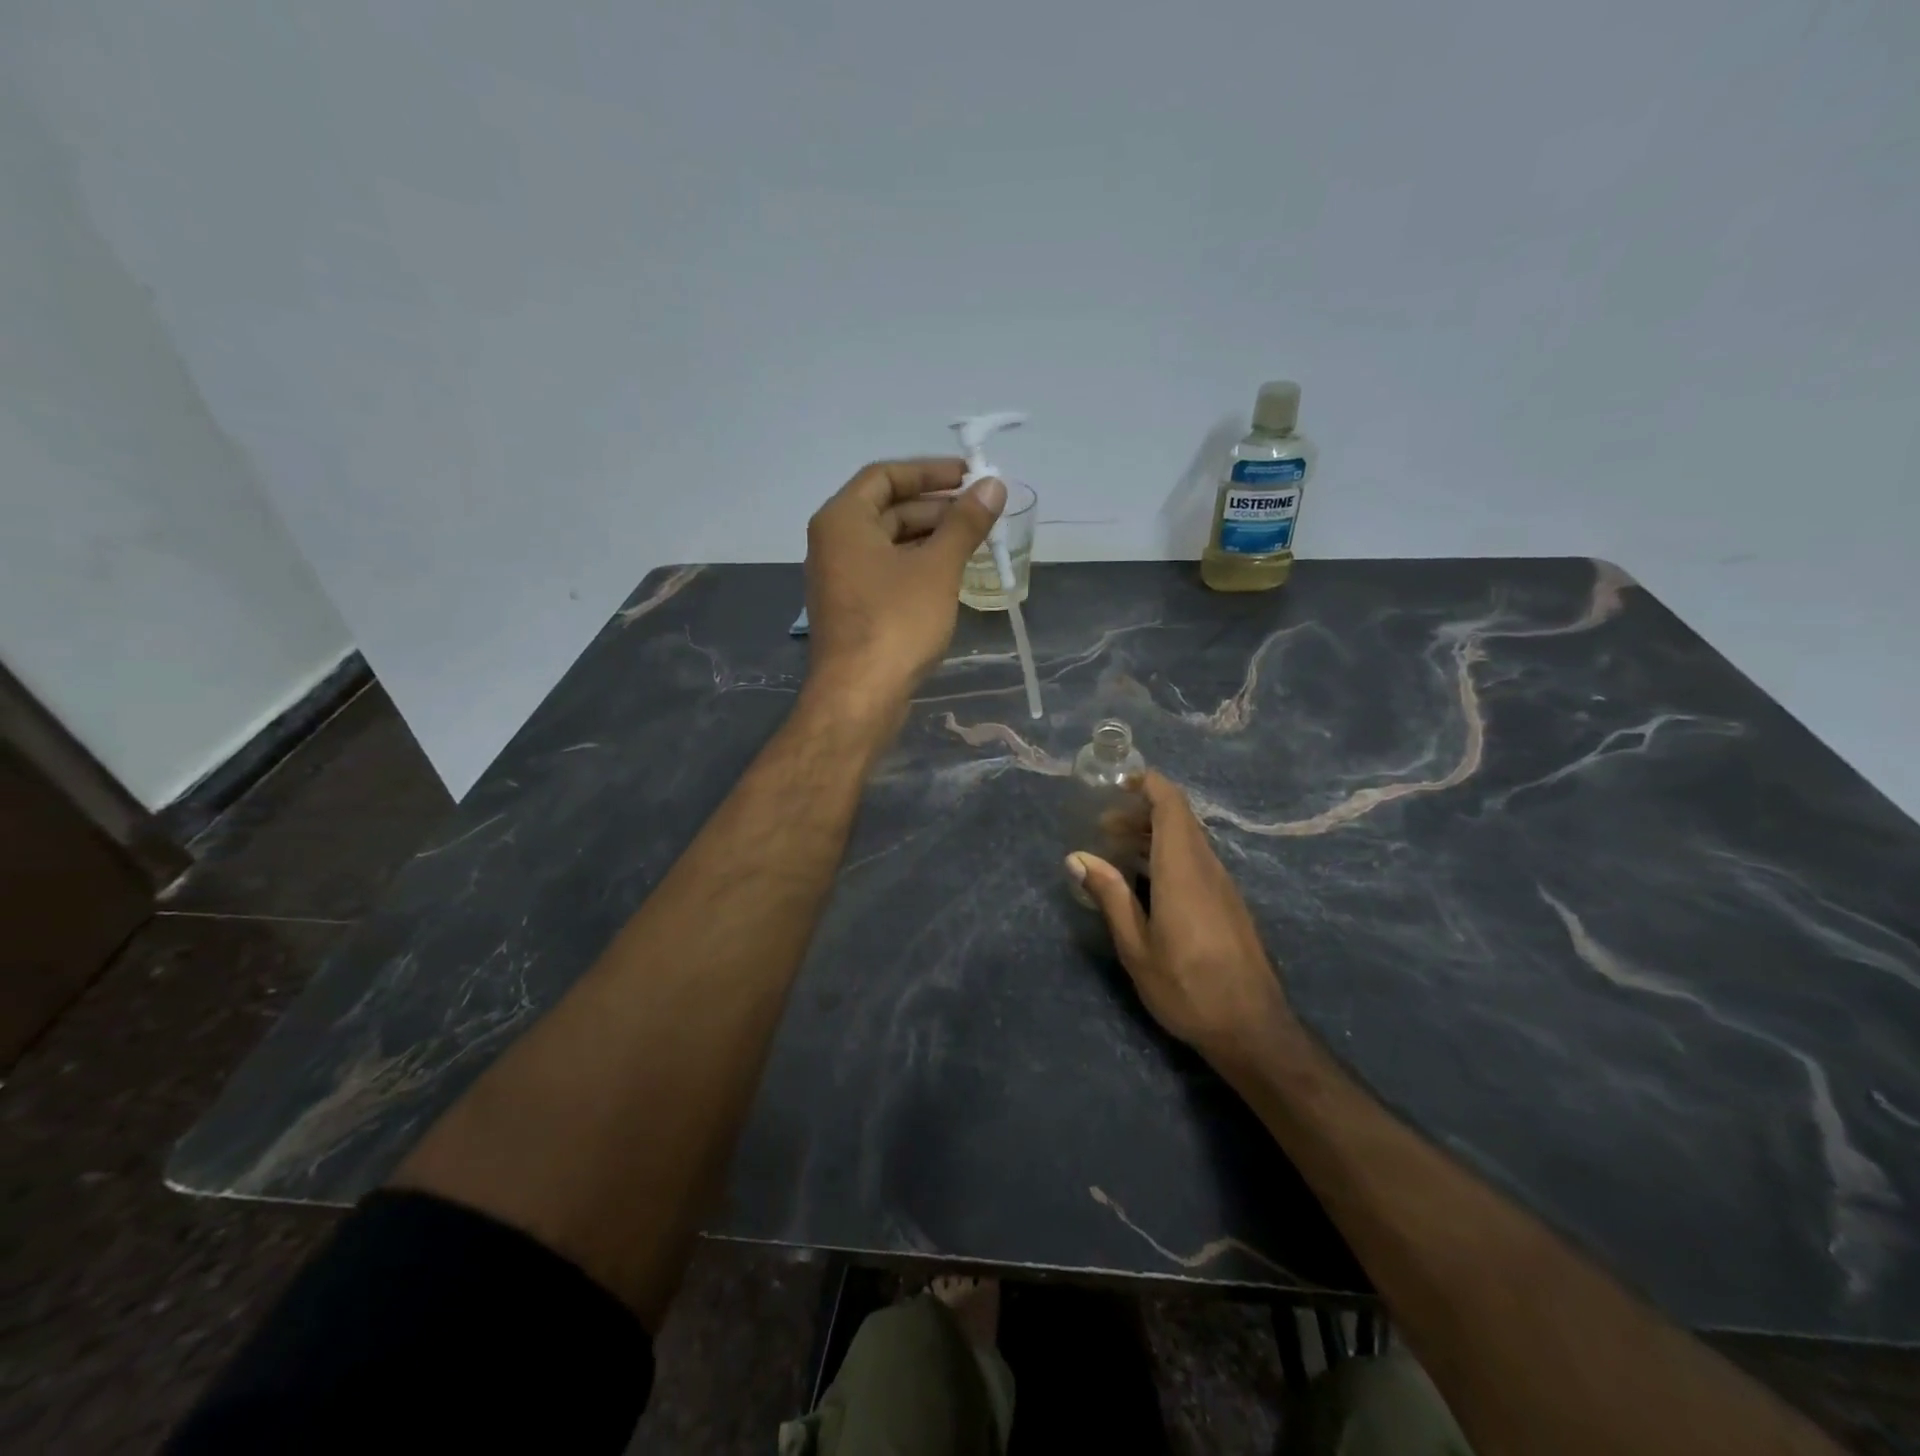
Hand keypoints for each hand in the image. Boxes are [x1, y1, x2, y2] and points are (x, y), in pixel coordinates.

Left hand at [803, 458, 1005, 716]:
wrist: (859, 696)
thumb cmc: (896, 622)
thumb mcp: (937, 568)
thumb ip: (965, 523)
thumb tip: (993, 485)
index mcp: (842, 520)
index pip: (885, 475)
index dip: (929, 471)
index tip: (970, 477)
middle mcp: (833, 543)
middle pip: (887, 509)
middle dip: (936, 508)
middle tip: (981, 513)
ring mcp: (840, 579)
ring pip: (889, 544)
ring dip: (930, 539)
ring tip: (975, 543)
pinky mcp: (852, 610)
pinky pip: (886, 572)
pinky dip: (917, 566)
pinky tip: (950, 576)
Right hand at [1068, 772, 1289, 1064]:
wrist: (1252, 1029)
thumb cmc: (1186, 988)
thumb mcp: (1136, 947)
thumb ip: (1110, 896)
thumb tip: (1077, 857)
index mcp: (1183, 871)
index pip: (1172, 807)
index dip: (1149, 785)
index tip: (1118, 782)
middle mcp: (1207, 868)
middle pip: (1179, 819)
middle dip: (1141, 811)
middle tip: (1103, 825)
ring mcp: (1222, 885)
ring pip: (1188, 839)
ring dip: (1153, 834)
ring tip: (1116, 849)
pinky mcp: (1228, 902)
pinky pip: (1196, 859)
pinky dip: (1168, 853)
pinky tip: (1146, 879)